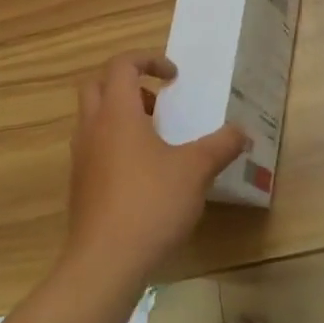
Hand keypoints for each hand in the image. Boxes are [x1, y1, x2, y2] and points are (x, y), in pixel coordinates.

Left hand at [63, 52, 248, 290]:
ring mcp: (82, 158)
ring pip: (94, 117)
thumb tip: (242, 133)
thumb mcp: (195, 171)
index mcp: (117, 113)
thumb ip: (221, 146)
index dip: (148, 59)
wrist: (104, 262)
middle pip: (98, 85)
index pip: (121, 65)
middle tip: (159, 99)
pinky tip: (145, 171)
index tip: (174, 76)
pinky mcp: (81, 185)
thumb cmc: (150, 204)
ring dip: (122, 113)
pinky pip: (95, 146)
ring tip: (157, 135)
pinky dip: (116, 142)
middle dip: (128, 82)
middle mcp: (92, 128)